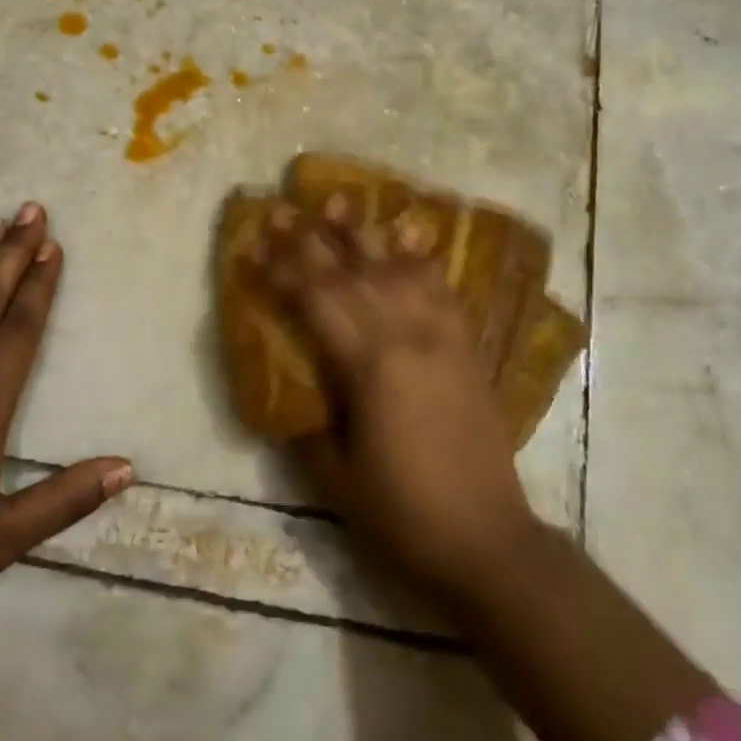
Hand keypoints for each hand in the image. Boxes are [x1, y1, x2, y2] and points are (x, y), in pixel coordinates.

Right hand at [260, 201, 539, 606]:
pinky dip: (421, 259)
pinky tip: (410, 237)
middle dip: (311, 239)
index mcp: (368, 367)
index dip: (280, 270)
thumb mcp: (334, 475)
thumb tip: (292, 390)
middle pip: (350, 274)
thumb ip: (308, 422)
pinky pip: (442, 290)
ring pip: (397, 269)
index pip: (314, 302)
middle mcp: (405, 338)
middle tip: (283, 208)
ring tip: (341, 201)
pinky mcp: (466, 350)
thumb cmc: (401, 513)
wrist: (486, 540)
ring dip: (366, 234)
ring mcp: (442, 339)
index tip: (253, 243)